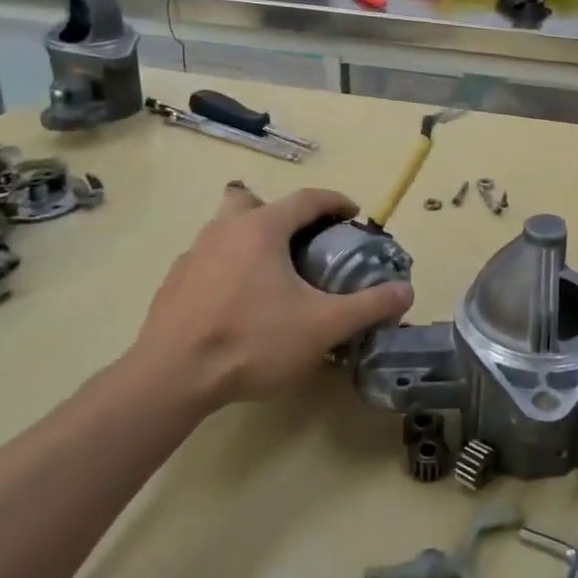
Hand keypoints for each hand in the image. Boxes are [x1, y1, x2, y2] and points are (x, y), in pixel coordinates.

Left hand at [114, 182, 413, 413]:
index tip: (353, 214)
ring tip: (271, 277)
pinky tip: (237, 304)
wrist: (171, 378)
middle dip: (278, 213)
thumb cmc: (252, 341)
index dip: (335, 201)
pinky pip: (208, 260)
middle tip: (299, 241)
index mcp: (261, 228)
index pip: (306, 199)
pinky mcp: (173, 284)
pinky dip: (227, 268)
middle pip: (252, 201)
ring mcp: (193, 255)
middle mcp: (224, 230)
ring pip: (225, 229)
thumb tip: (406, 292)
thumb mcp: (323, 326)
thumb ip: (368, 306)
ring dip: (250, 240)